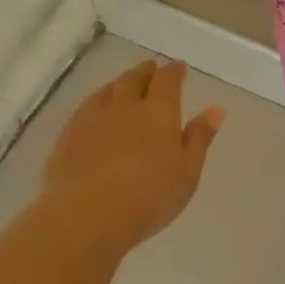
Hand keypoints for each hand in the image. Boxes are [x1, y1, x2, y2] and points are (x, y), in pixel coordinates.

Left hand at [42, 60, 223, 251]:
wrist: (86, 215)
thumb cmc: (148, 198)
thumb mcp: (186, 173)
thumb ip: (199, 139)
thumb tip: (215, 109)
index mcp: (159, 112)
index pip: (168, 80)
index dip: (174, 72)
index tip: (179, 68)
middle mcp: (125, 105)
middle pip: (135, 78)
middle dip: (146, 71)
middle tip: (151, 68)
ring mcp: (93, 117)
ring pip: (109, 89)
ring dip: (120, 82)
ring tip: (125, 84)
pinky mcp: (69, 133)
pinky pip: (87, 106)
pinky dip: (98, 100)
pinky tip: (97, 109)